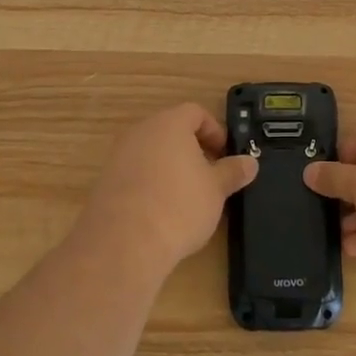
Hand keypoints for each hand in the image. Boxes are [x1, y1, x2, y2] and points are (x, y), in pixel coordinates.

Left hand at [79, 103, 257, 273]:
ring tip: (186, 197)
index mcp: (169, 123)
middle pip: (171, 130)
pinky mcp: (105, 181)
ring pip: (152, 152)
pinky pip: (135, 173)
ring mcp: (118, 155)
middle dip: (193, 149)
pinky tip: (161, 211)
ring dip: (171, 167)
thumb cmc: (178, 206)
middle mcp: (141, 131)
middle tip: (209, 175)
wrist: (124, 243)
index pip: (196, 112)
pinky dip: (150, 183)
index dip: (215, 130)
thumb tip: (250, 162)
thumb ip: (233, 171)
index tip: (225, 154)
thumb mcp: (216, 189)